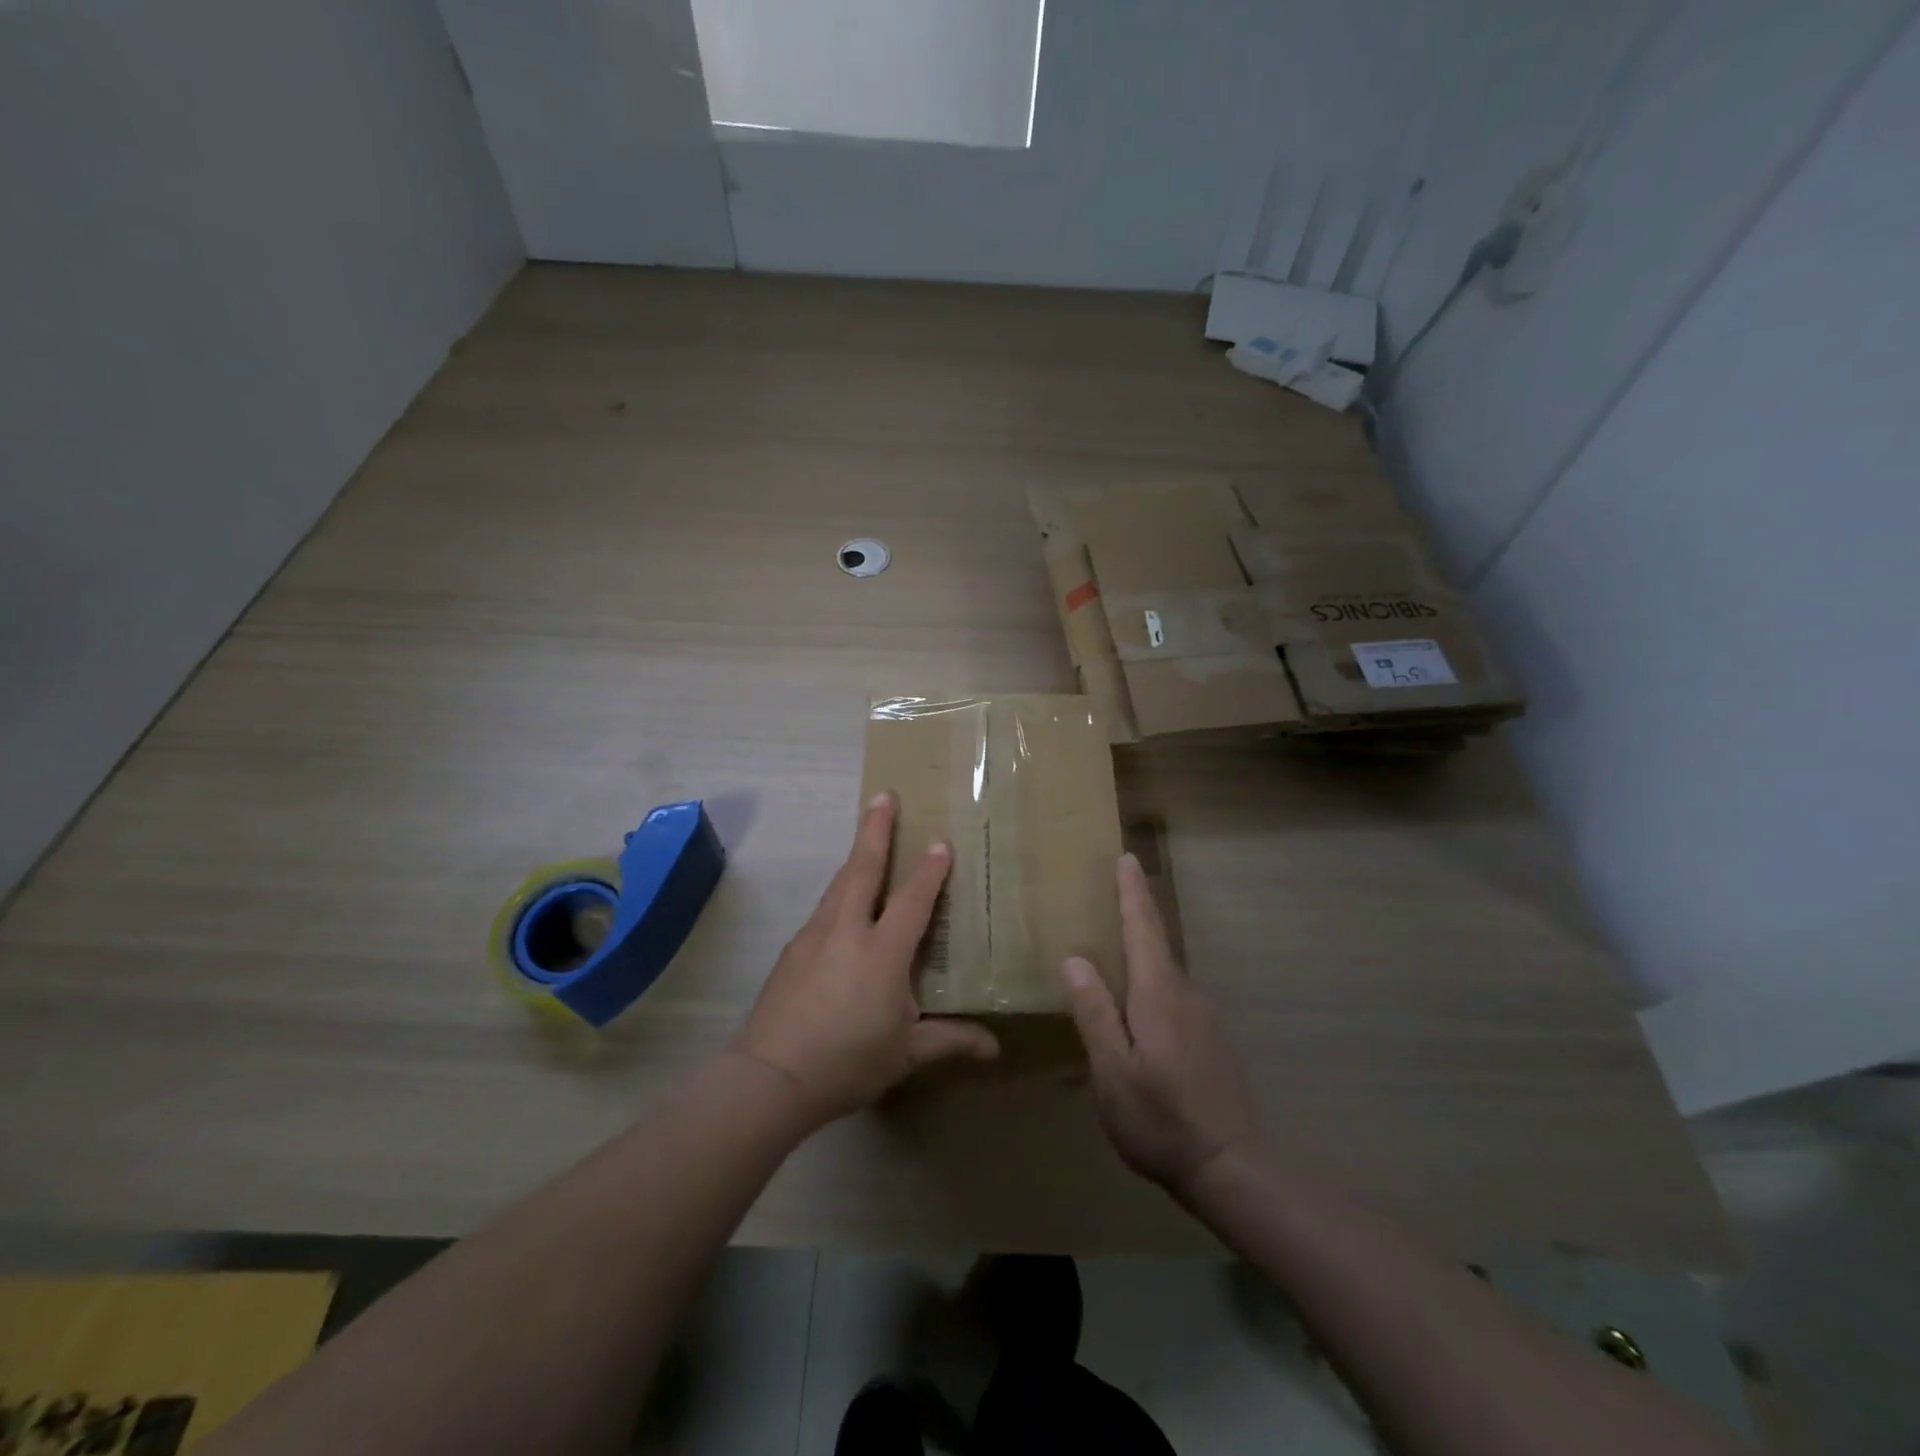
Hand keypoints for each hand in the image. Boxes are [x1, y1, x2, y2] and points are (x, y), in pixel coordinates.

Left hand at [734, 791, 998, 1127]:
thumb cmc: (847, 1061)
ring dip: (855, 856)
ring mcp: (814, 936)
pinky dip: (839, 892)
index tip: (940, 842)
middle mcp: (848, 931)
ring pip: (839, 884)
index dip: (929, 870)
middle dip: (875, 829)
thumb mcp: (906, 1054)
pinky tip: (842, 905)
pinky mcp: (792, 951)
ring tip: (865, 837)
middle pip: (863, 868)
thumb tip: (995, 1047)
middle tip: (883, 795)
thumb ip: (950, 1040)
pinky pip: (823, 908)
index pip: (912, 899)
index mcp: (882, 951)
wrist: (770, 1077)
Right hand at [1059, 853, 1256, 1193]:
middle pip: (1156, 943)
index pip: (1143, 927)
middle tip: (1109, 894)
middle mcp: (1185, 994)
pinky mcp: (1208, 1039)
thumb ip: (1095, 1012)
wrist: (1232, 1167)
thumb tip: (1075, 959)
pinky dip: (1150, 985)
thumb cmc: (1161, 1118)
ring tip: (1112, 953)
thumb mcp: (1113, 1070)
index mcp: (1158, 993)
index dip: (1132, 892)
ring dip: (1141, 954)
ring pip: (1163, 973)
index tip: (1126, 857)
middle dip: (1135, 914)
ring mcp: (1202, 1017)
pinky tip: (1136, 1011)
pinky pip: (1172, 997)